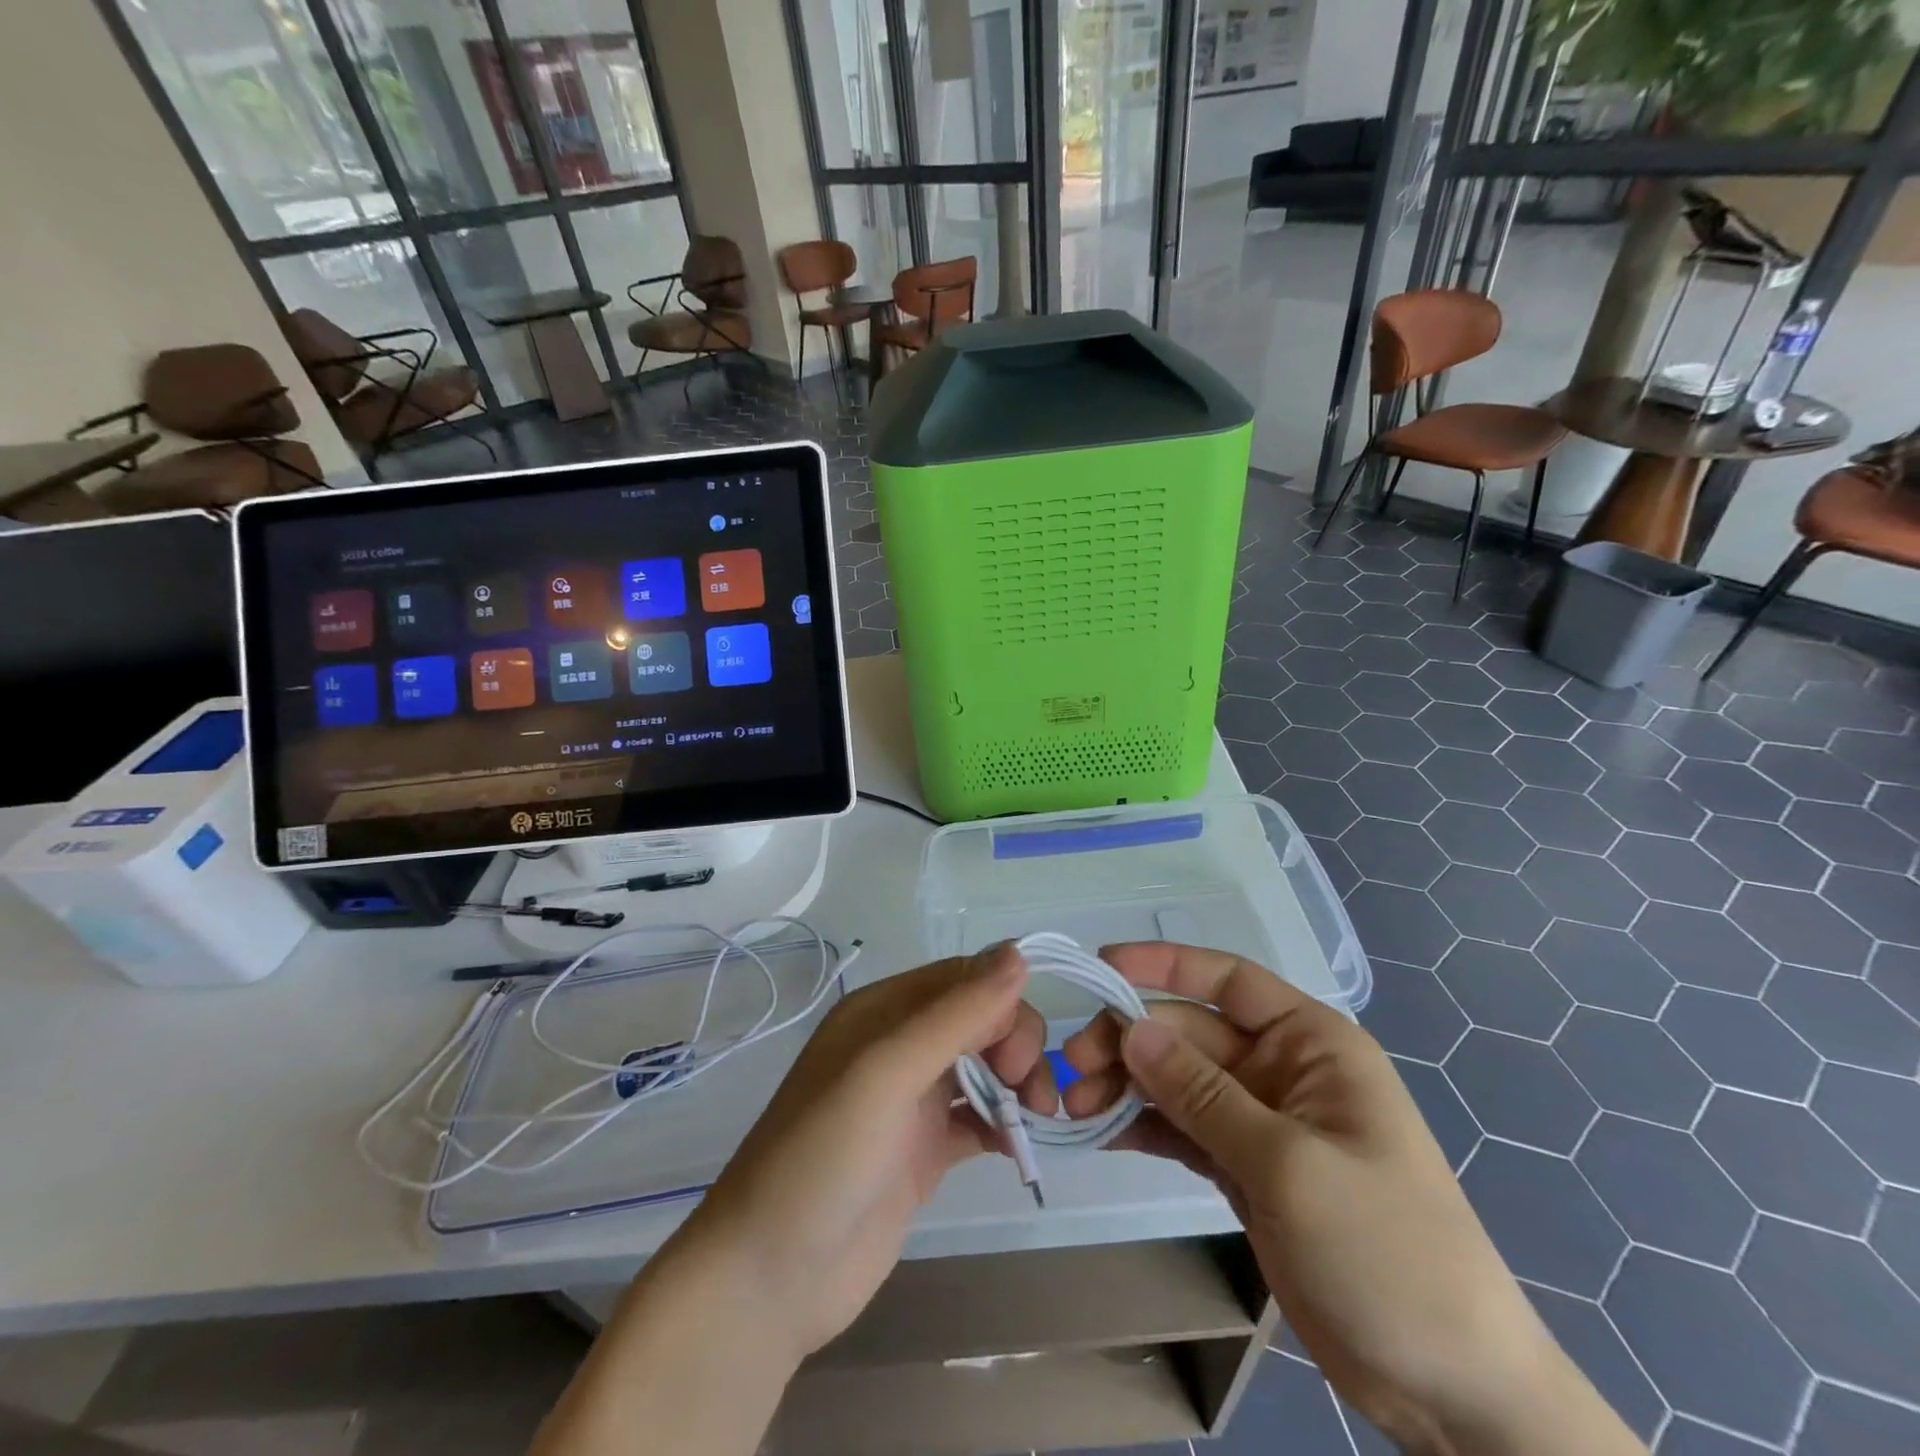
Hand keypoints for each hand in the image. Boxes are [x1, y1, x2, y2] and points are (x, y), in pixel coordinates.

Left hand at [674, 943, 1052, 1361]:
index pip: (962, 979)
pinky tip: (1018, 1147)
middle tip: (1030, 1093)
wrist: (770, 1279)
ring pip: (983, 1066)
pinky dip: (1004, 1124)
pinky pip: (978, 1119)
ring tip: (1037, 1120)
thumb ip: (955, 1015)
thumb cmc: (824, 1157)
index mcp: (882, 1011)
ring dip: (1017, 1082)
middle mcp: (898, 1046)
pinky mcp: (923, 1150)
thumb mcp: (887, 1072)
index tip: (1019, 1054)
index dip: (1002, 1004)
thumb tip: (1019, 953)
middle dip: (1015, 1044)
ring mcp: (911, 1100)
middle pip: (979, 1019)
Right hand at [1063, 944, 1641, 1455]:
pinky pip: (1183, 1128)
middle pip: (1189, 1033)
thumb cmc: (1386, 1251)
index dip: (1163, 965)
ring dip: (1127, 1086)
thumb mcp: (1288, 1164)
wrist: (1452, 1390)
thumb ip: (1203, 1093)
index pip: (1228, 979)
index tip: (1101, 967)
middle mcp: (1282, 1069)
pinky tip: (1102, 1133)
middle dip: (1130, 1044)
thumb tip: (1130, 1028)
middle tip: (1072, 1071)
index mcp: (1312, 1043)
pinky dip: (1144, 1126)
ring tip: (1078, 1109)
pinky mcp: (1245, 1168)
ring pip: (1178, 1081)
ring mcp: (1262, 1121)